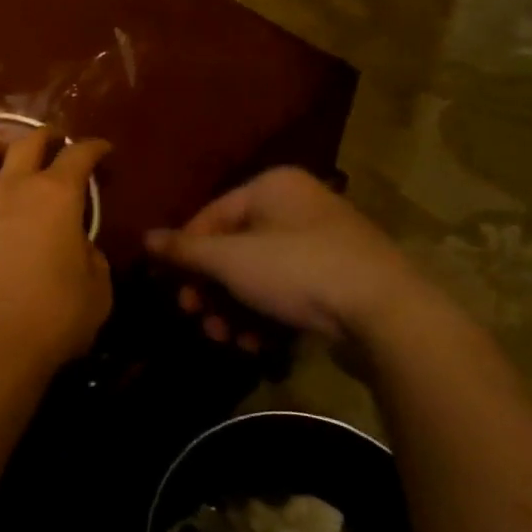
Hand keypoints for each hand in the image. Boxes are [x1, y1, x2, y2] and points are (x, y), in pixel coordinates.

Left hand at [0, 131, 113, 377]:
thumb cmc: (50, 317)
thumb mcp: (96, 291)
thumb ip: (91, 258)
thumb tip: (78, 246)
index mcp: (56, 195)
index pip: (78, 154)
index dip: (93, 147)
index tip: (101, 149)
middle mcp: (13, 185)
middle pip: (27, 140)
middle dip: (46, 136)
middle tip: (54, 144)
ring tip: (3, 158)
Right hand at [144, 167, 435, 366]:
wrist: (386, 313)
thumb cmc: (296, 270)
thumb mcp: (229, 260)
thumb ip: (184, 249)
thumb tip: (145, 238)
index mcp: (272, 187)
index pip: (211, 216)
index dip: (187, 254)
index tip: (174, 290)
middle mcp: (298, 206)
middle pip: (235, 248)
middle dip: (212, 289)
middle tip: (197, 319)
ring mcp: (324, 242)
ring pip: (260, 274)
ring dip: (235, 309)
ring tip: (226, 339)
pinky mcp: (341, 278)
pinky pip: (290, 291)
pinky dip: (268, 316)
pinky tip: (257, 345)